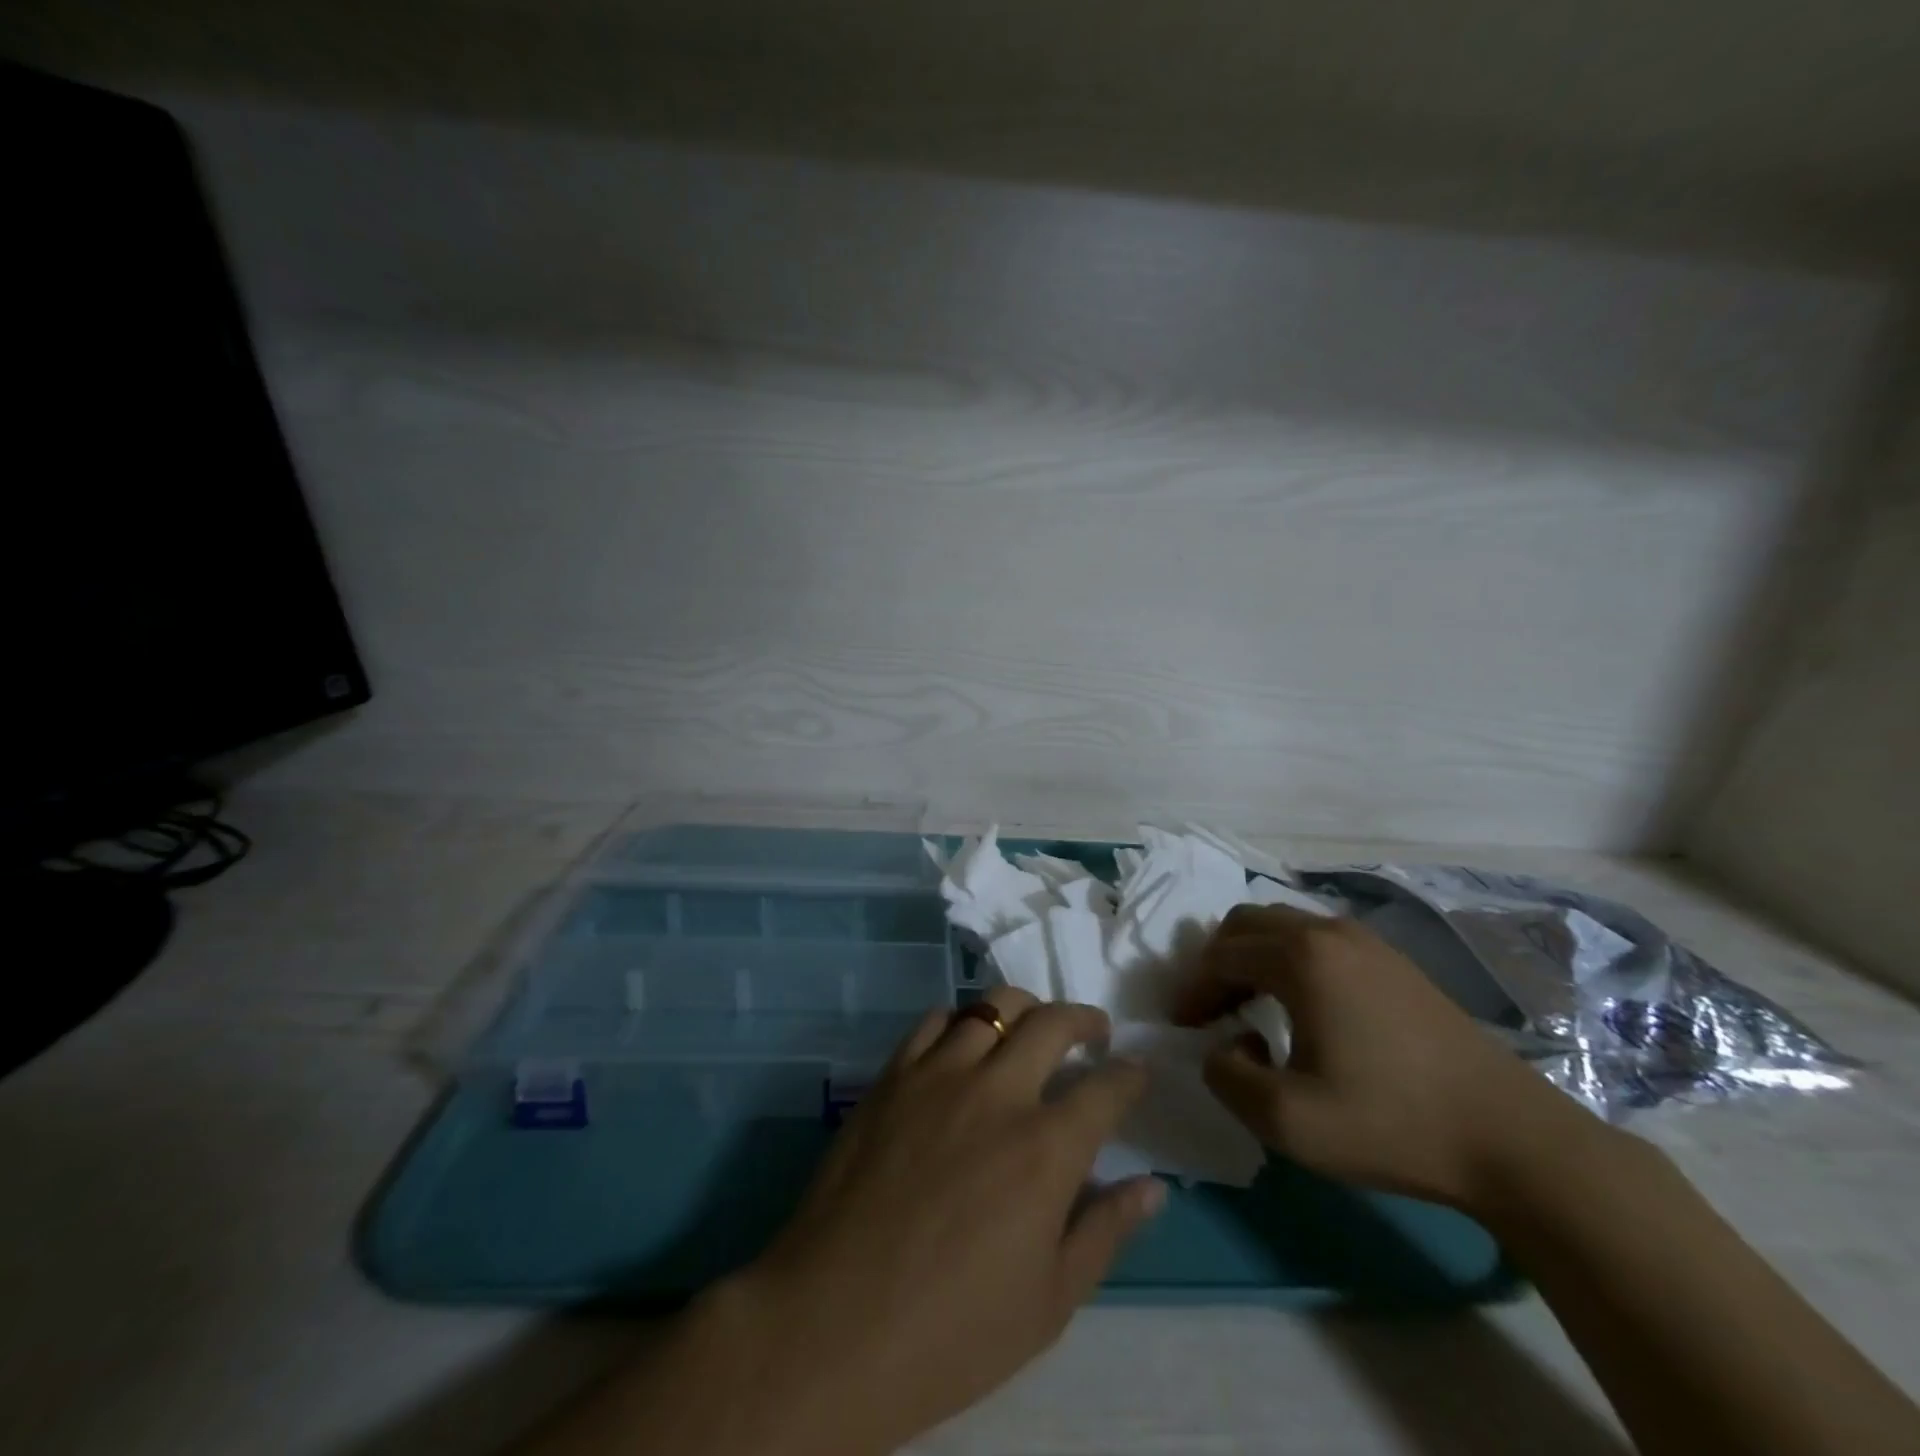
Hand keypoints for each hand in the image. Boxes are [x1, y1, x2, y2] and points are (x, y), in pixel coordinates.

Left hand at [720, 987, 1162, 1455]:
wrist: (833, 1324)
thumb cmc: (952, 1331)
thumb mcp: (1049, 1302)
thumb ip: (1105, 1231)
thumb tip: (1153, 1185)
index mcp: (1044, 1149)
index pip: (1105, 1089)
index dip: (1129, 1075)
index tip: (1136, 1072)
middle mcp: (996, 1093)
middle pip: (1051, 1023)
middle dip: (1084, 1019)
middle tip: (1093, 1031)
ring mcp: (938, 1076)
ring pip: (992, 1006)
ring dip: (1024, 1008)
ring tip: (1031, 1027)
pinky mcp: (892, 1077)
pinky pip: (933, 1021)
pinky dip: (960, 1019)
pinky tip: (964, 1041)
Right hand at [1173, 903, 1599, 1212]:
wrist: (1511, 1139)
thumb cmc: (1391, 1123)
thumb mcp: (1287, 1120)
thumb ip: (1227, 1077)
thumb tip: (1227, 1046)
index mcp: (1300, 957)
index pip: (1220, 956)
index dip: (1193, 990)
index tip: (1183, 1027)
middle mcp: (1328, 931)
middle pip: (1247, 923)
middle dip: (1217, 961)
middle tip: (1211, 1009)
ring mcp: (1367, 941)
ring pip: (1284, 925)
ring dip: (1253, 957)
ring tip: (1250, 1007)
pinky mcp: (1395, 961)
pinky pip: (1319, 940)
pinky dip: (1289, 960)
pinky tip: (1302, 1007)